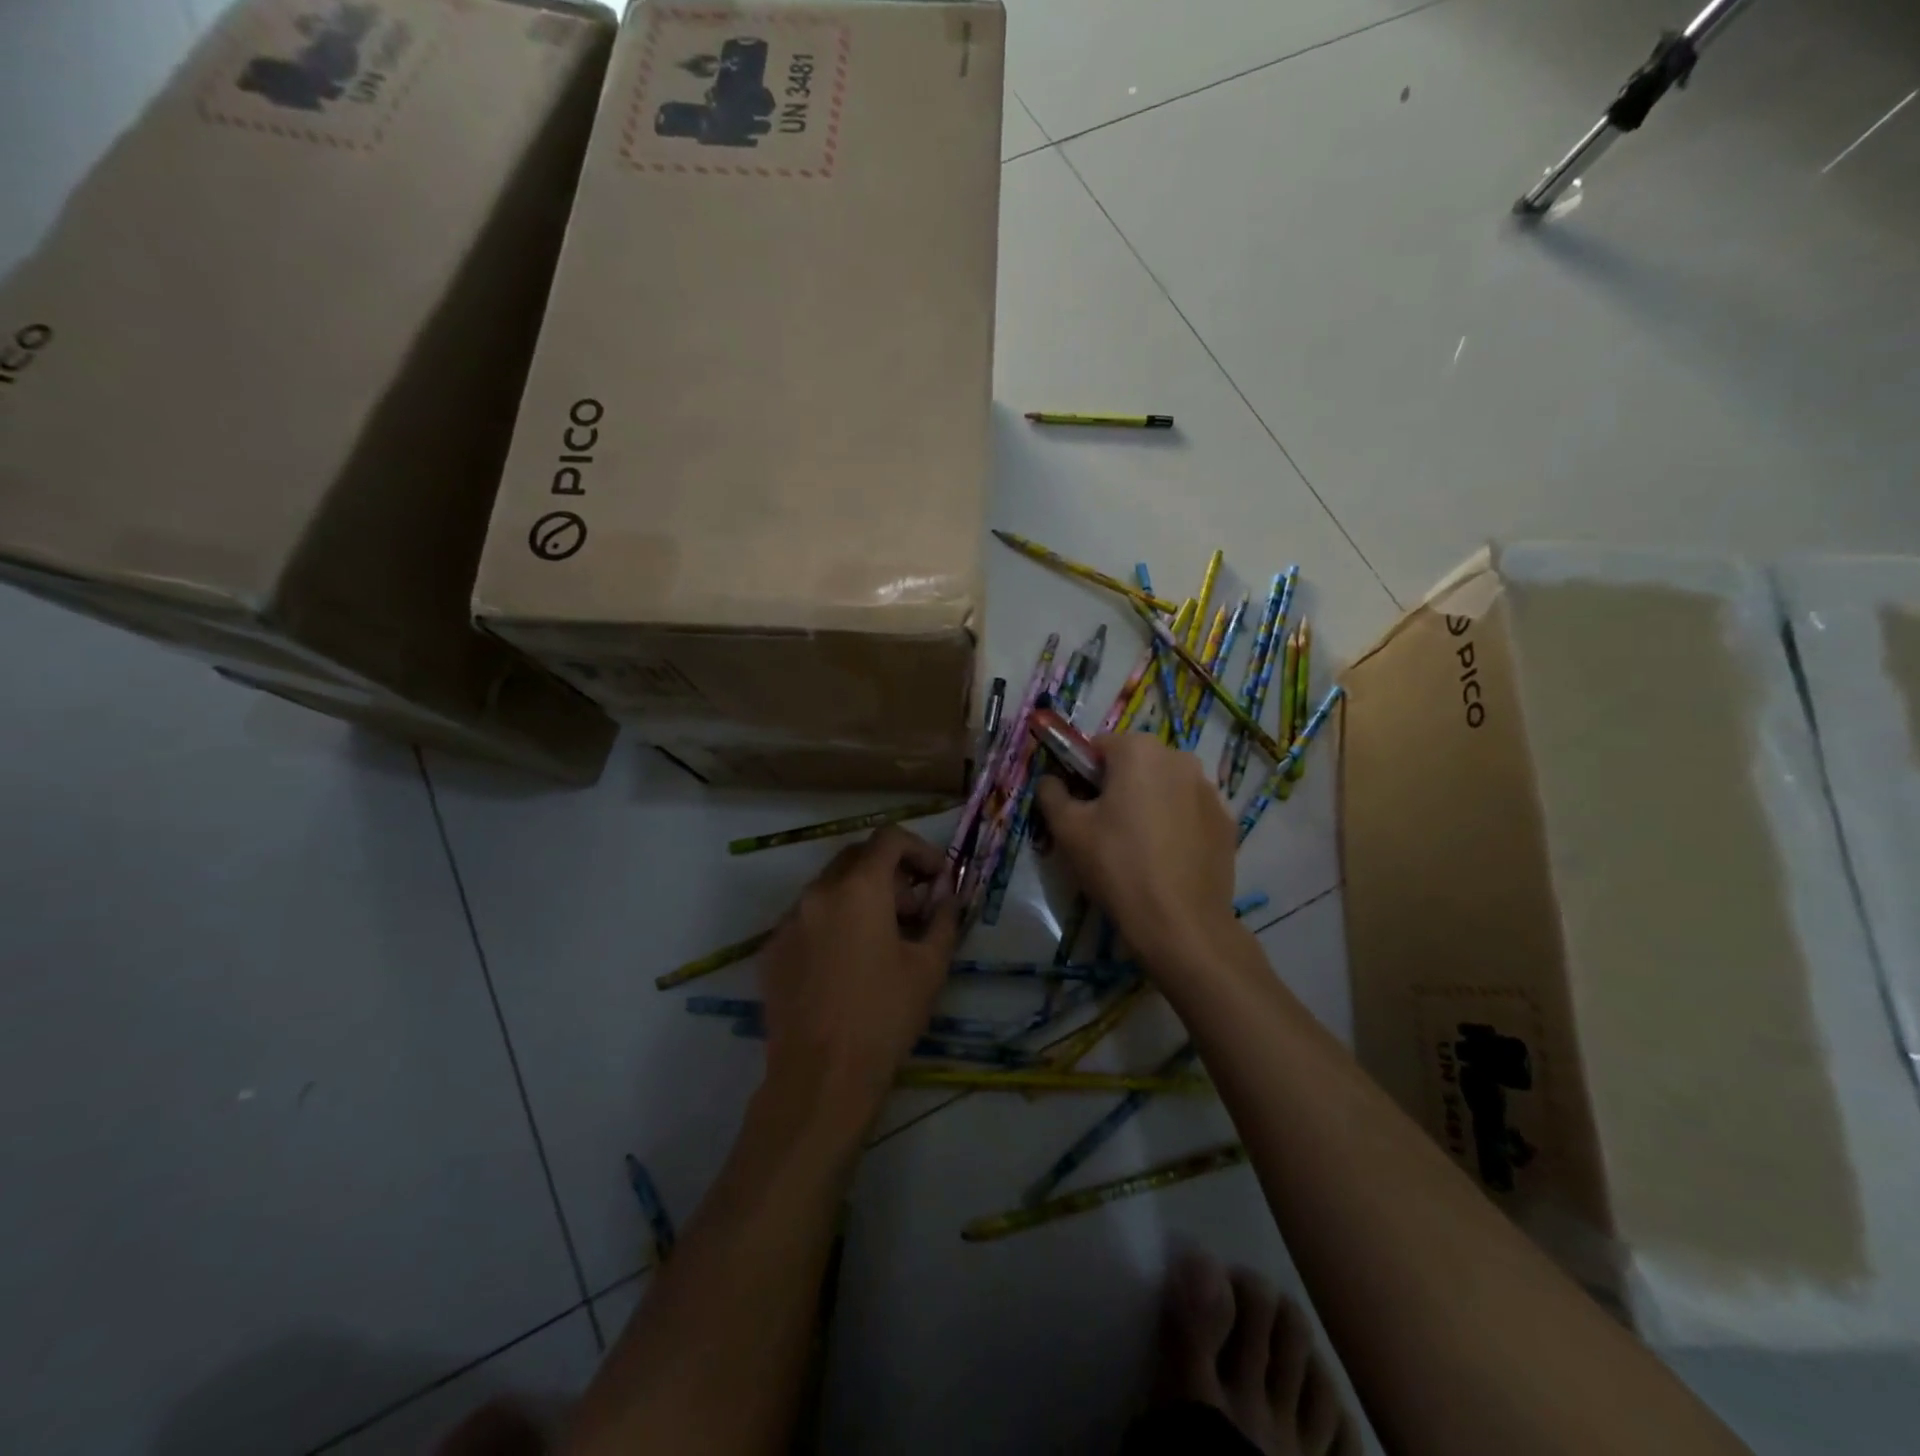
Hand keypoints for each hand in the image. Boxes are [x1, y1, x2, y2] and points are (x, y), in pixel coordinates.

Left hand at [759, 827, 958, 1119]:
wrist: (821, 1078)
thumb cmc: (885, 1016)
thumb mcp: (930, 966)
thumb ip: (944, 918)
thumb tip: (947, 896)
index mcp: (859, 888)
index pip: (889, 838)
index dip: (920, 849)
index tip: (937, 878)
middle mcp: (817, 892)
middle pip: (857, 858)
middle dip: (890, 873)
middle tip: (914, 910)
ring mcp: (787, 921)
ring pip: (829, 888)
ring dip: (860, 897)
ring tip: (882, 940)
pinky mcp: (771, 950)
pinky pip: (807, 919)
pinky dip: (833, 923)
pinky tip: (846, 964)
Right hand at [1035, 733, 1236, 968]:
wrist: (1181, 923)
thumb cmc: (1117, 866)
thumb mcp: (1067, 829)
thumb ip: (1051, 793)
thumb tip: (1051, 780)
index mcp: (1139, 750)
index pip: (1098, 746)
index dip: (1081, 773)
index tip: (1078, 806)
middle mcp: (1180, 758)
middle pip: (1135, 763)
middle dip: (1117, 786)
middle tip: (1103, 828)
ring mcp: (1209, 790)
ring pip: (1164, 786)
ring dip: (1148, 802)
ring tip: (1137, 846)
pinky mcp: (1226, 821)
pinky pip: (1189, 811)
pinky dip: (1175, 823)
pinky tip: (1165, 858)